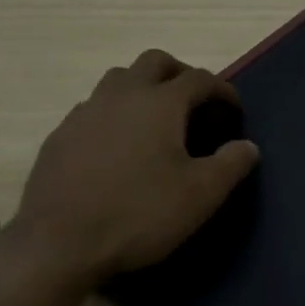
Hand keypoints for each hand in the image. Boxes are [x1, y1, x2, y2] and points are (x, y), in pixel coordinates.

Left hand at [5, 49, 259, 288]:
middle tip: (195, 104)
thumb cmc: (138, 214)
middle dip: (180, 74)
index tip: (234, 113)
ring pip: (119, 79)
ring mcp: (86, 112)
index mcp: (160, 102)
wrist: (57, 244)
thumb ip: (231, 164)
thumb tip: (247, 146)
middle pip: (155, 62)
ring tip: (156, 121)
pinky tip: (118, 146)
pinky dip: (115, 114)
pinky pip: (94, 108)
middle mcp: (122, 95)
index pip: (200, 78)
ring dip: (144, 88)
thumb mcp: (200, 195)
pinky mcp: (61, 135)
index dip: (223, 91)